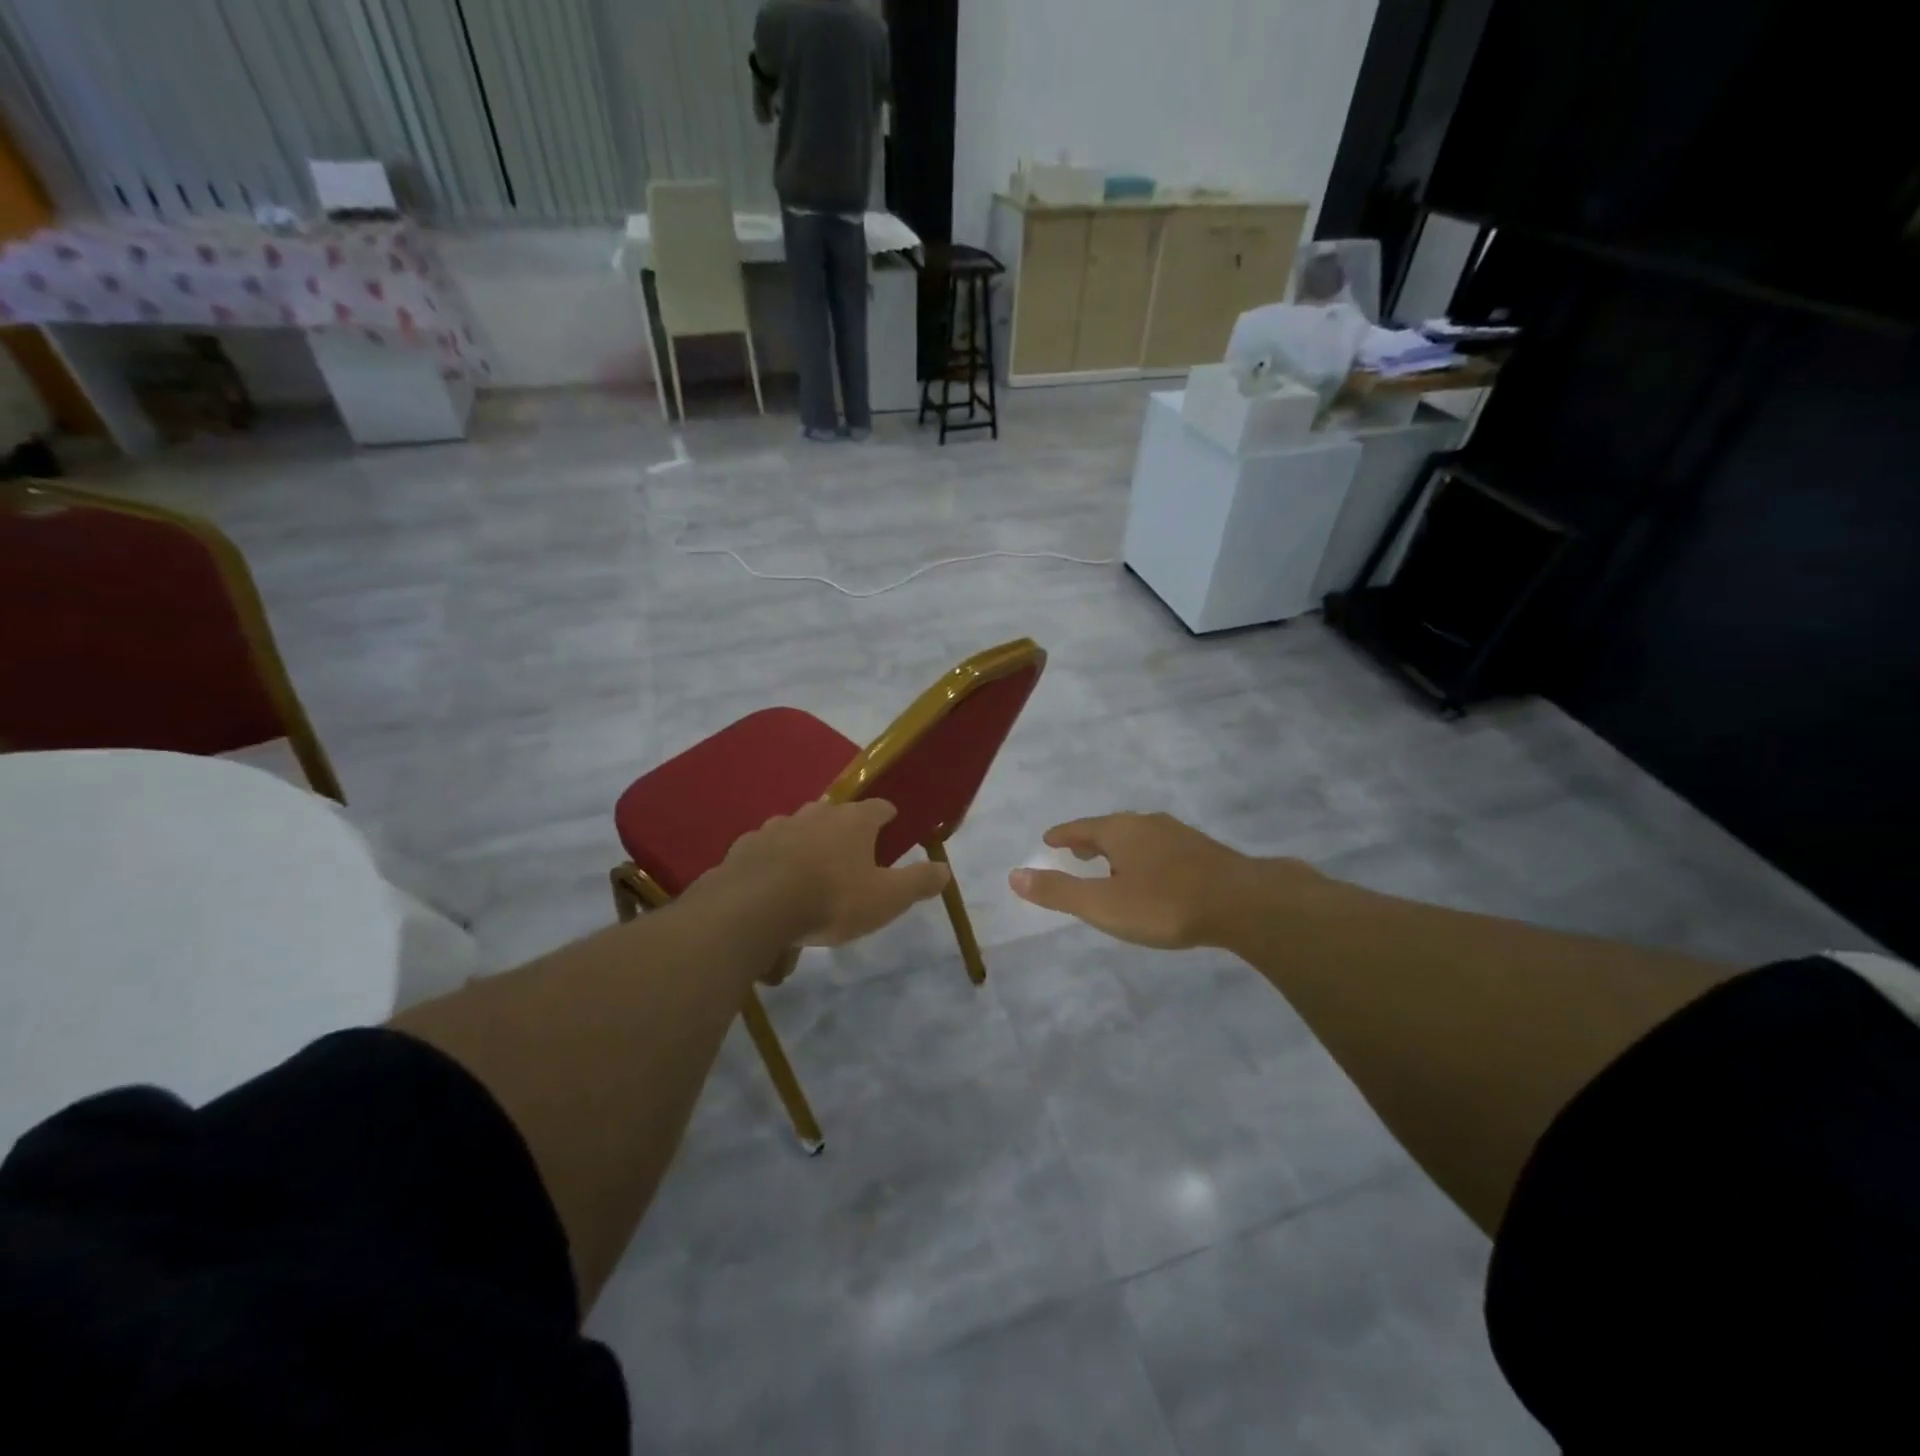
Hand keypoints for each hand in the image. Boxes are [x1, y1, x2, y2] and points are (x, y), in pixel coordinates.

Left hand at [713, 799, 950, 951]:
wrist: (754, 908)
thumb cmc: (831, 899)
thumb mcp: (887, 899)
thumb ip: (918, 882)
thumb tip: (945, 869)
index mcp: (854, 821)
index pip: (879, 807)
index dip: (888, 817)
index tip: (892, 828)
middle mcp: (815, 813)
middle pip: (836, 813)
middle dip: (844, 829)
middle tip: (850, 856)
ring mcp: (776, 826)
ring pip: (798, 827)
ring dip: (806, 842)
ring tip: (809, 870)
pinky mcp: (744, 846)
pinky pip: (765, 848)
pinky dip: (773, 859)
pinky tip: (772, 881)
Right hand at [1008, 812, 1277, 948]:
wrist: (1244, 902)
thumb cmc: (1165, 904)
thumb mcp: (1103, 905)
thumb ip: (1059, 892)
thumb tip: (1014, 876)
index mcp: (1119, 830)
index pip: (1081, 828)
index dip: (1063, 835)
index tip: (1049, 839)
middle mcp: (1147, 824)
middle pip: (1110, 828)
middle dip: (1091, 839)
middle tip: (1076, 851)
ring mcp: (1178, 835)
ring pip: (1138, 837)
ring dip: (1119, 848)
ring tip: (1112, 864)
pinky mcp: (1203, 851)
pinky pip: (1161, 848)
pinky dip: (1145, 856)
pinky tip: (1154, 874)